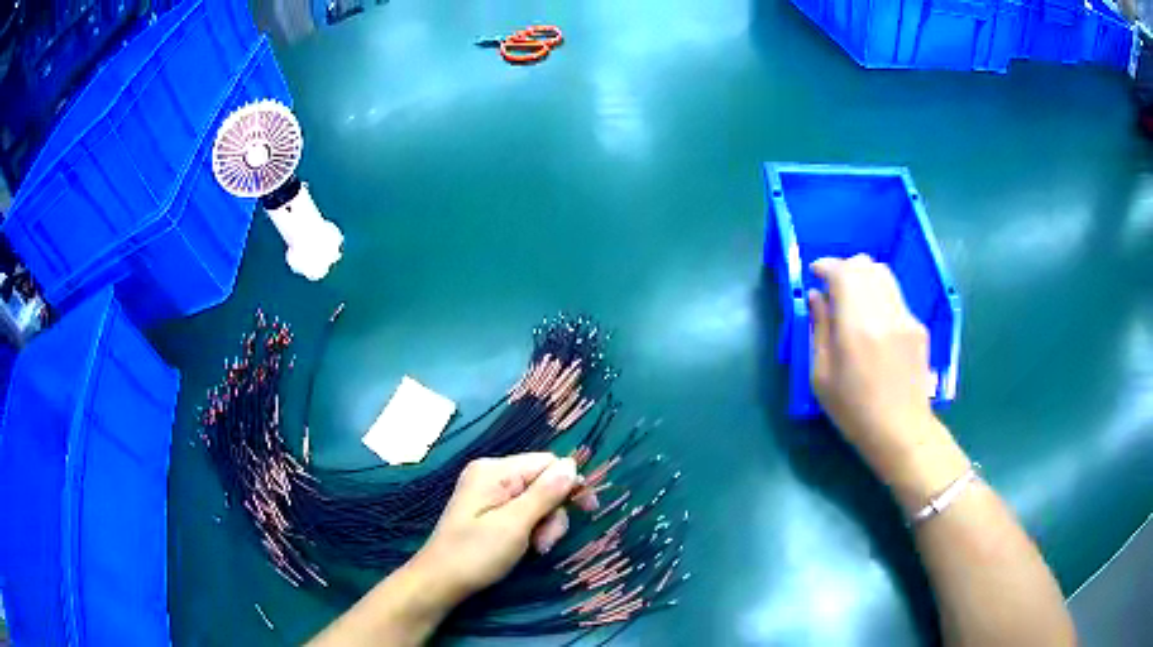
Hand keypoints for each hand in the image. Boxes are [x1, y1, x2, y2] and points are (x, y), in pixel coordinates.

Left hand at [408, 453, 597, 609]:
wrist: (440, 581)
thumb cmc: (476, 553)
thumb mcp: (515, 525)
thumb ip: (545, 494)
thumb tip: (572, 465)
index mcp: (495, 471)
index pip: (547, 463)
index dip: (570, 485)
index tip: (588, 511)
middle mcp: (492, 474)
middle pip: (543, 482)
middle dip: (553, 513)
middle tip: (545, 542)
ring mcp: (489, 493)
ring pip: (537, 500)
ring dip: (545, 525)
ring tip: (536, 549)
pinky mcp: (489, 510)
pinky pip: (522, 511)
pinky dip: (531, 529)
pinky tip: (528, 547)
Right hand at [808, 255, 959, 483]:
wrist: (901, 431)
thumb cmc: (854, 410)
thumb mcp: (822, 376)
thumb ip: (819, 329)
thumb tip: (817, 297)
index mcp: (857, 325)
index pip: (843, 273)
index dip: (826, 266)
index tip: (815, 273)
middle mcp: (885, 312)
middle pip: (866, 266)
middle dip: (845, 268)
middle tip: (832, 286)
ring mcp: (906, 317)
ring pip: (884, 275)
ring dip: (865, 277)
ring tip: (854, 298)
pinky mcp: (918, 326)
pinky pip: (895, 295)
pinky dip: (880, 294)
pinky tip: (874, 320)